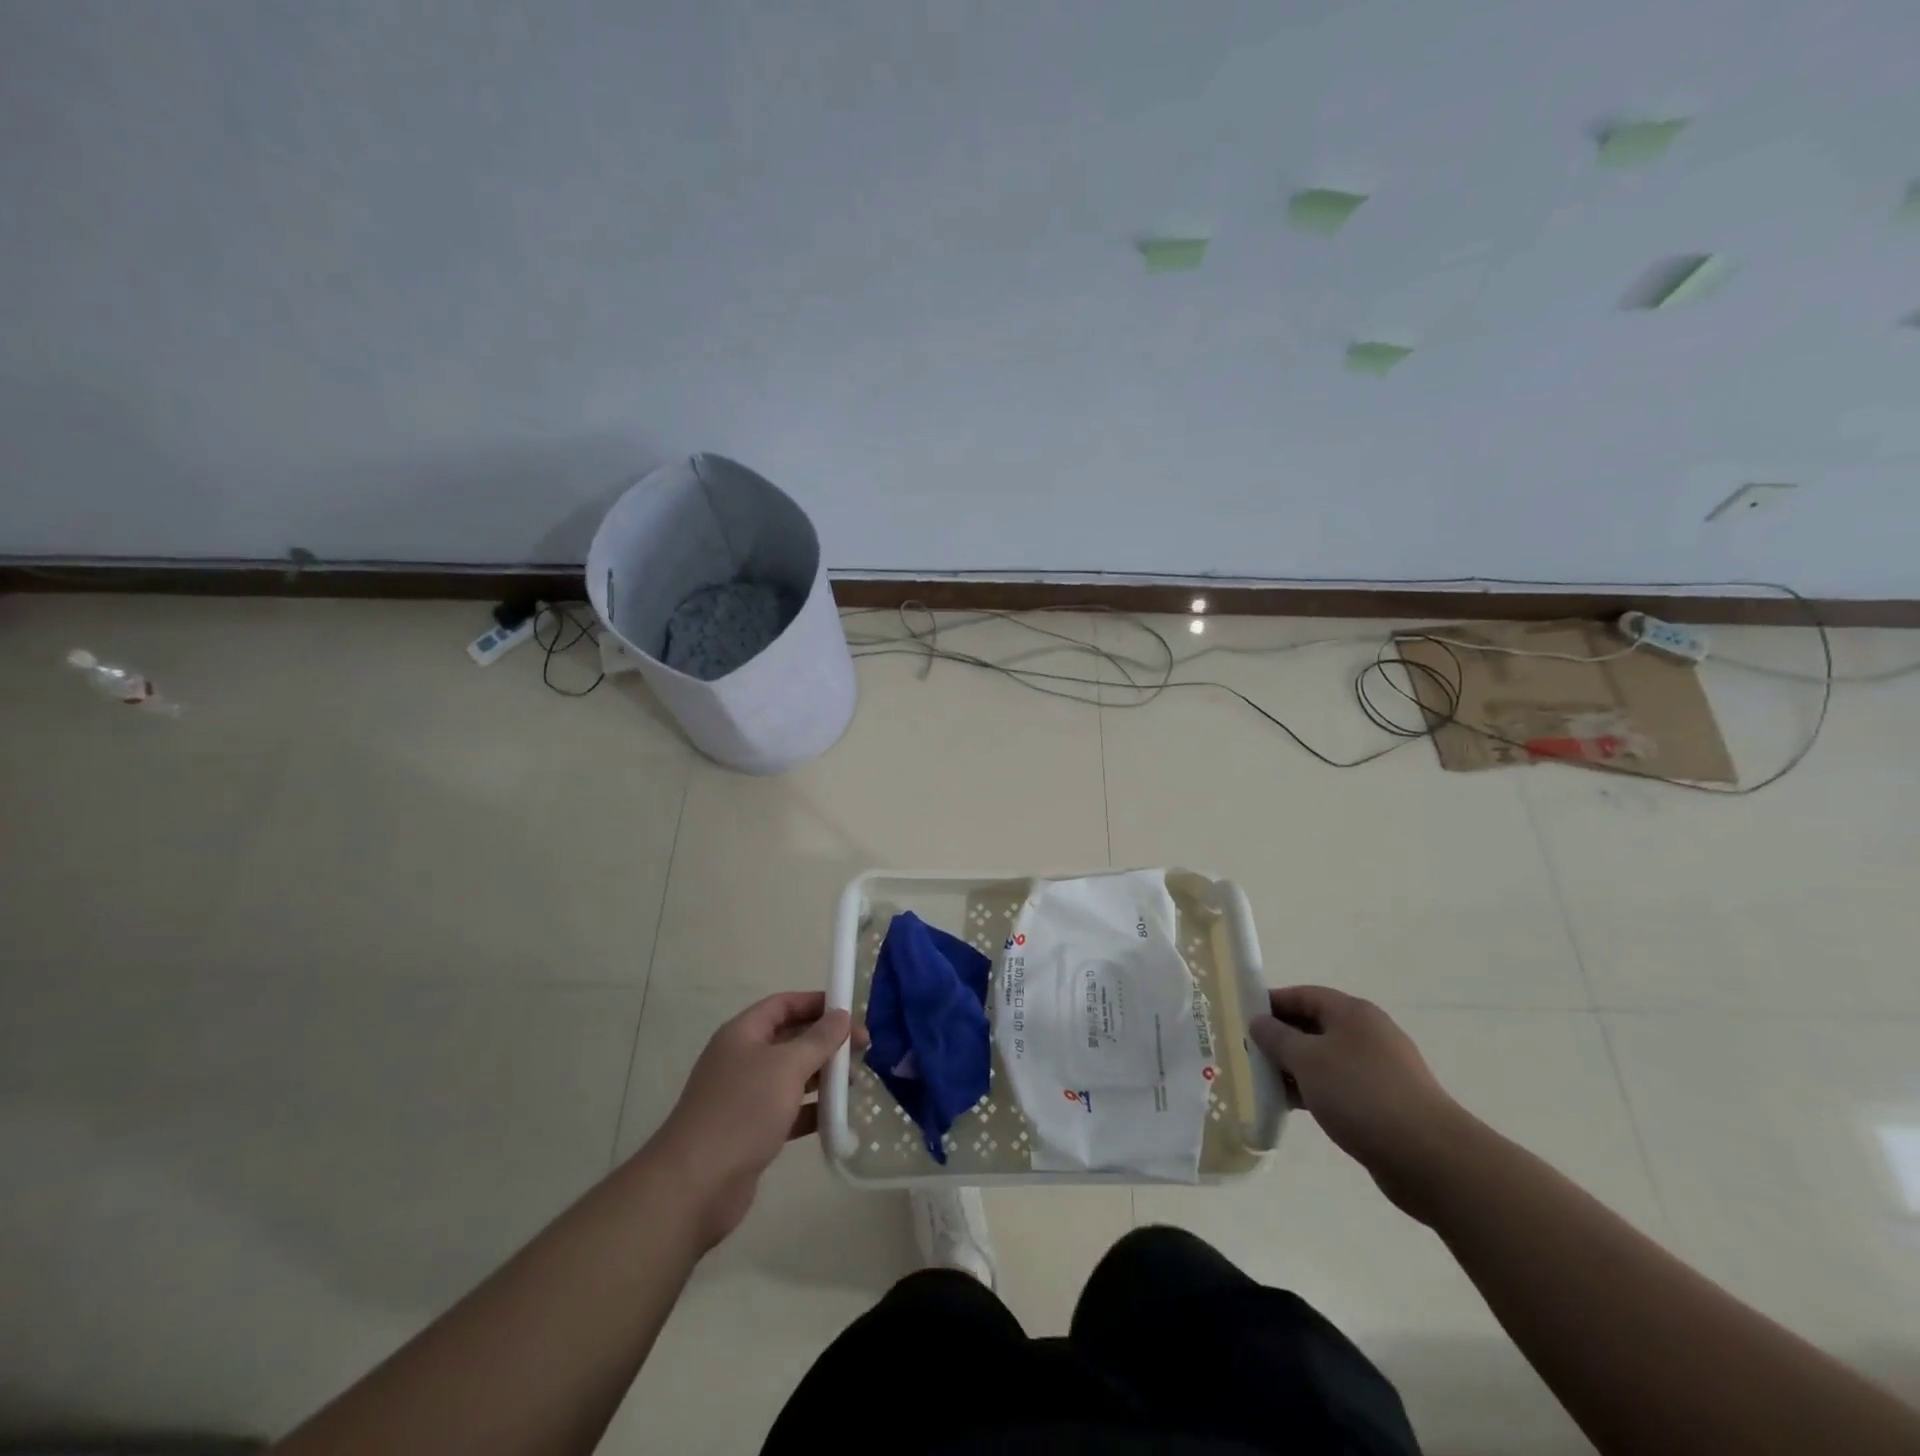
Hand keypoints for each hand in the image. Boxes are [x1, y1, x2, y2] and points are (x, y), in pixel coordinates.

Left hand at [646, 992, 853, 1248]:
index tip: (850, 1011)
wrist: (695, 1185)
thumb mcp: (787, 1067)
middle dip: (826, 1041)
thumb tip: (842, 1014)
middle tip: (863, 1049)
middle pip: (790, 1038)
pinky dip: (812, 1109)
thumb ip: (818, 1039)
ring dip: (823, 1075)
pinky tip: (838, 1116)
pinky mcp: (751, 1131)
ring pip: (792, 1075)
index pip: (783, 1004)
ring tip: (855, 1081)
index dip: (816, 1003)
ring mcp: (745, 1096)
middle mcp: (742, 1059)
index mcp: (743, 1034)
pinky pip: (789, 1109)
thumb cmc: (742, 1111)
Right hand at [1250, 985, 1471, 1216]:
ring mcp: (1380, 1069)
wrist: (1429, 1157)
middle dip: (1281, 1038)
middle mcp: (1368, 1033)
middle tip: (1249, 1053)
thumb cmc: (1360, 1094)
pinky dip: (1316, 1090)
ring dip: (1296, 1068)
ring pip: (1326, 1058)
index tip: (1242, 1018)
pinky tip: (1296, 1106)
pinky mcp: (1386, 1102)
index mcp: (1352, 1013)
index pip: (1303, 995)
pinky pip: (1340, 1086)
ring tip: (1265, 1083)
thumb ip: (1277, 1037)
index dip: (1272, 1003)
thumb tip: (1258, 1021)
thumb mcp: (1307, 1060)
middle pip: (1315, 1026)